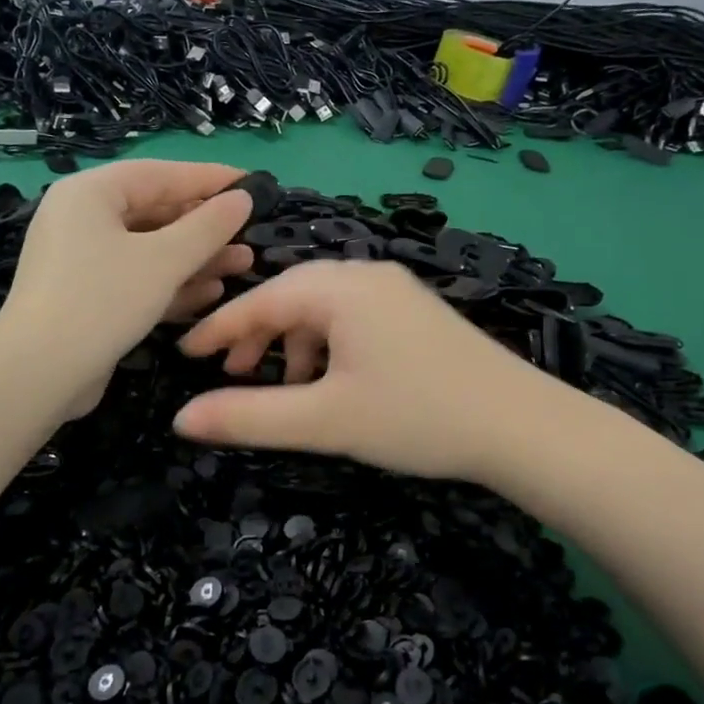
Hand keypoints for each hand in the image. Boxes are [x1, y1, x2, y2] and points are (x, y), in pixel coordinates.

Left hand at [0, 160, 254, 407]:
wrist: (39, 373)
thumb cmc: (102, 301)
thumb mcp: (163, 261)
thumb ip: (208, 227)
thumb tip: (243, 198)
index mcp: (90, 193)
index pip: (160, 174)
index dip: (209, 179)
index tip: (251, 183)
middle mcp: (82, 219)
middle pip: (155, 212)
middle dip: (205, 227)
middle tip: (250, 233)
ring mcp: (82, 261)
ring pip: (150, 250)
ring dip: (196, 258)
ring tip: (243, 264)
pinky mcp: (88, 297)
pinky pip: (137, 279)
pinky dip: (171, 283)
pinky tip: (211, 292)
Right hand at [173, 260, 549, 481]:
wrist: (522, 427)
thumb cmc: (417, 417)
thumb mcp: (324, 421)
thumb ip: (248, 417)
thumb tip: (180, 420)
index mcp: (341, 288)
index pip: (260, 300)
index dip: (218, 329)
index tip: (183, 353)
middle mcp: (367, 275)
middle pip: (291, 296)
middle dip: (257, 336)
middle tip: (233, 376)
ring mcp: (397, 291)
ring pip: (323, 308)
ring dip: (293, 343)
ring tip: (285, 387)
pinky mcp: (416, 313)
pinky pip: (353, 318)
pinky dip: (328, 345)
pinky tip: (332, 382)